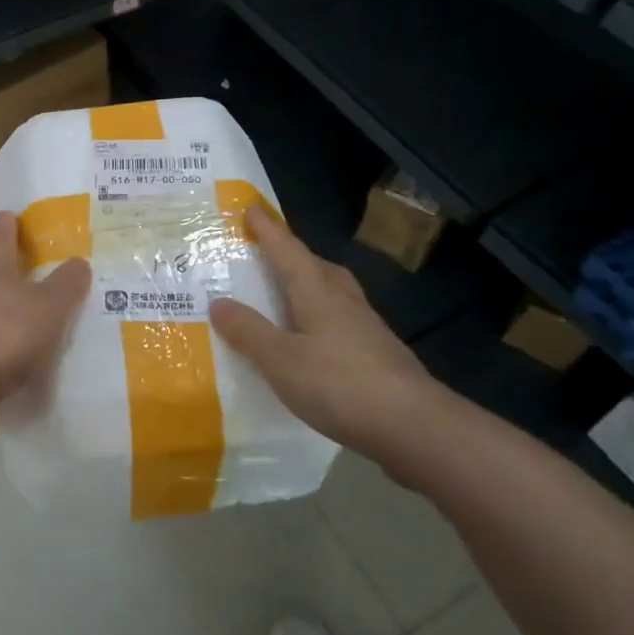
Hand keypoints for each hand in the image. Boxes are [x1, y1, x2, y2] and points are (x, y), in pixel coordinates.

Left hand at [0, 212, 90, 433]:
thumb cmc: (4, 334)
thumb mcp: (47, 306)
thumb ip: (64, 286)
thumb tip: (79, 261)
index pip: (2, 245)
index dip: (7, 229)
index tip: (7, 213)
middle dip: (12, 282)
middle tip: (38, 280)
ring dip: (12, 331)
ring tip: (44, 339)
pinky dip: (8, 373)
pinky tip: (28, 386)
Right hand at [209, 207, 457, 486]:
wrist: (415, 427)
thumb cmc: (341, 385)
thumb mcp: (281, 360)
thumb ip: (249, 331)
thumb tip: (218, 302)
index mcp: (317, 292)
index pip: (287, 250)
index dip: (267, 229)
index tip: (250, 207)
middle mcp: (344, 301)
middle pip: (315, 266)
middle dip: (291, 255)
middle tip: (268, 252)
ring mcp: (366, 328)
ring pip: (332, 293)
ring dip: (309, 286)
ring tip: (287, 295)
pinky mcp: (378, 355)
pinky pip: (340, 321)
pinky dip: (321, 319)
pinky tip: (313, 342)